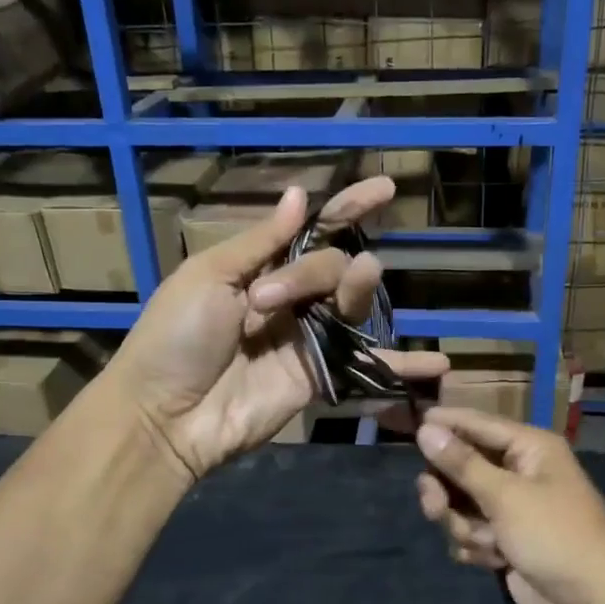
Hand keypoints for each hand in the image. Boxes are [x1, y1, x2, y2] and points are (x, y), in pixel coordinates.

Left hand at [109, 178, 448, 480]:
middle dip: (315, 272)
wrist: (166, 414)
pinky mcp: (319, 378)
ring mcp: (308, 339)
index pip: (315, 230)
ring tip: (358, 289)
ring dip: (361, 292)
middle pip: (335, 266)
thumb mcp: (209, 277)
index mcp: (260, 268)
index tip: (387, 190)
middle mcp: (291, 299)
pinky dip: (402, 367)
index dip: (350, 209)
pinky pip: (365, 365)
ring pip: (354, 305)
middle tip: (268, 302)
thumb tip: (301, 194)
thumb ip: (261, 242)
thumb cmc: (176, 337)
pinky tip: (438, 365)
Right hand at [414, 406, 604, 603]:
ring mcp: (514, 510)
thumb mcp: (505, 496)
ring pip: (463, 504)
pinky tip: (491, 561)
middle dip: (448, 490)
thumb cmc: (554, 537)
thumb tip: (426, 429)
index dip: (446, 423)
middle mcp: (521, 472)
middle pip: (464, 467)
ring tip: (482, 542)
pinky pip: (473, 532)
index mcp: (530, 448)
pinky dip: (477, 546)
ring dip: (464, 525)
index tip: (412, 423)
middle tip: (434, 504)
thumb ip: (461, 463)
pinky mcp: (509, 542)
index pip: (478, 424)